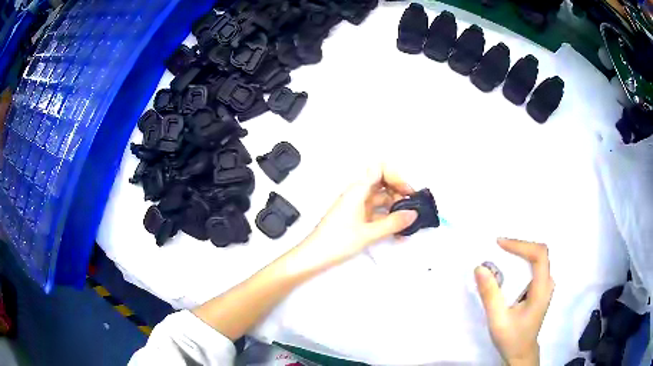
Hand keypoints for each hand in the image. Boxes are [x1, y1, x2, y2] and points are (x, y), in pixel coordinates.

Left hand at [297, 164, 417, 269]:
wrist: (314, 256)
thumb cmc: (335, 241)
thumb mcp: (368, 233)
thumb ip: (393, 223)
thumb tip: (412, 214)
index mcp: (357, 190)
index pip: (380, 168)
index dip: (396, 176)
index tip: (407, 191)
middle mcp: (357, 194)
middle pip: (383, 184)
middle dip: (399, 193)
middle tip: (411, 208)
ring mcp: (356, 206)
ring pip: (381, 199)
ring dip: (394, 208)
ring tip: (407, 222)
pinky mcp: (356, 218)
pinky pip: (376, 212)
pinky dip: (387, 218)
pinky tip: (396, 231)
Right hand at [475, 239, 554, 365]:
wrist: (521, 353)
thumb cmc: (512, 338)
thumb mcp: (498, 320)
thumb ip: (490, 294)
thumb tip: (480, 268)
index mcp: (542, 289)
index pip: (539, 255)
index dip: (521, 245)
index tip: (499, 244)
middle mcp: (547, 283)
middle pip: (539, 253)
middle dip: (518, 246)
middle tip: (497, 248)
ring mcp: (545, 285)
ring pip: (537, 258)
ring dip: (519, 253)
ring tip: (500, 255)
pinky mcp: (540, 288)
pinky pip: (533, 267)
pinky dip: (520, 262)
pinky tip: (508, 268)